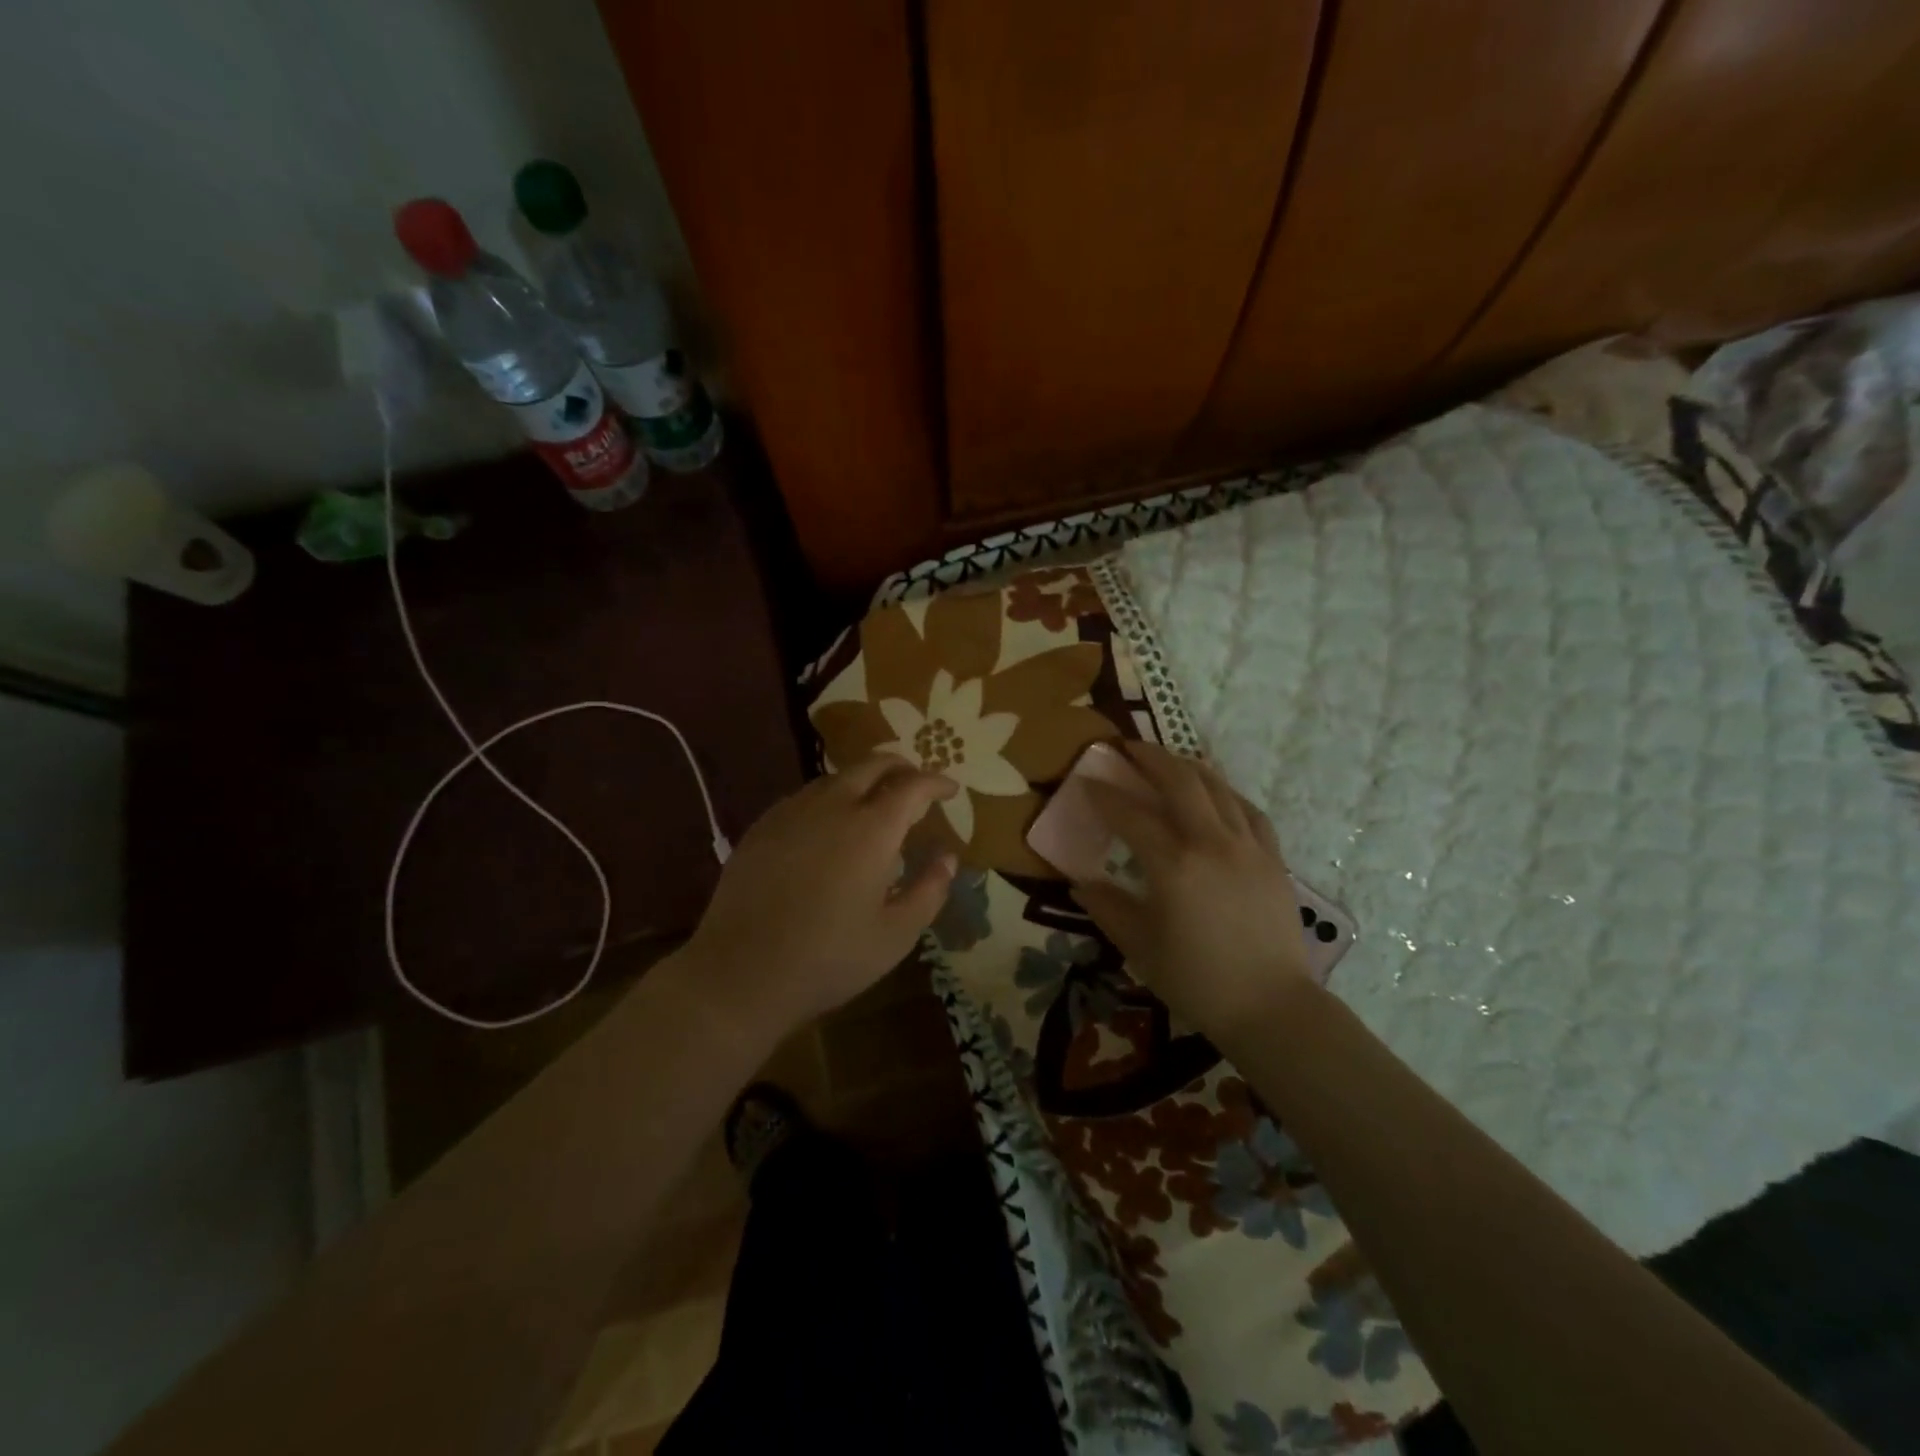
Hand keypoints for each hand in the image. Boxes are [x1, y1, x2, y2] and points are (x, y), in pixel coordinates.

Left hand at [682, 754, 957, 1034]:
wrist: (740, 973)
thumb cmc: (829, 958)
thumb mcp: (896, 934)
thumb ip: (930, 890)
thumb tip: (948, 857)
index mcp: (872, 829)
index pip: (913, 786)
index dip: (936, 783)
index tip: (951, 790)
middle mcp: (833, 806)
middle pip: (873, 765)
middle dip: (902, 768)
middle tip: (916, 787)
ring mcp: (792, 812)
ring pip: (836, 777)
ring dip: (864, 781)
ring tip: (875, 805)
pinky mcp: (763, 826)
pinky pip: (806, 796)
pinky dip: (830, 798)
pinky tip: (829, 827)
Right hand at [1072, 742, 1312, 1042]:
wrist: (1271, 1006)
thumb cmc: (1197, 980)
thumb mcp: (1139, 946)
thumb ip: (1107, 907)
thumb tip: (1081, 883)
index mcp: (1173, 865)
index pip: (1131, 815)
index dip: (1104, 795)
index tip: (1085, 781)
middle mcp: (1211, 842)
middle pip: (1179, 782)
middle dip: (1150, 758)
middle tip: (1128, 748)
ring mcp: (1247, 846)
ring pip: (1217, 788)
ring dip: (1188, 767)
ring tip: (1168, 760)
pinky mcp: (1272, 858)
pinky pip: (1249, 811)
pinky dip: (1227, 794)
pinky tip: (1217, 793)